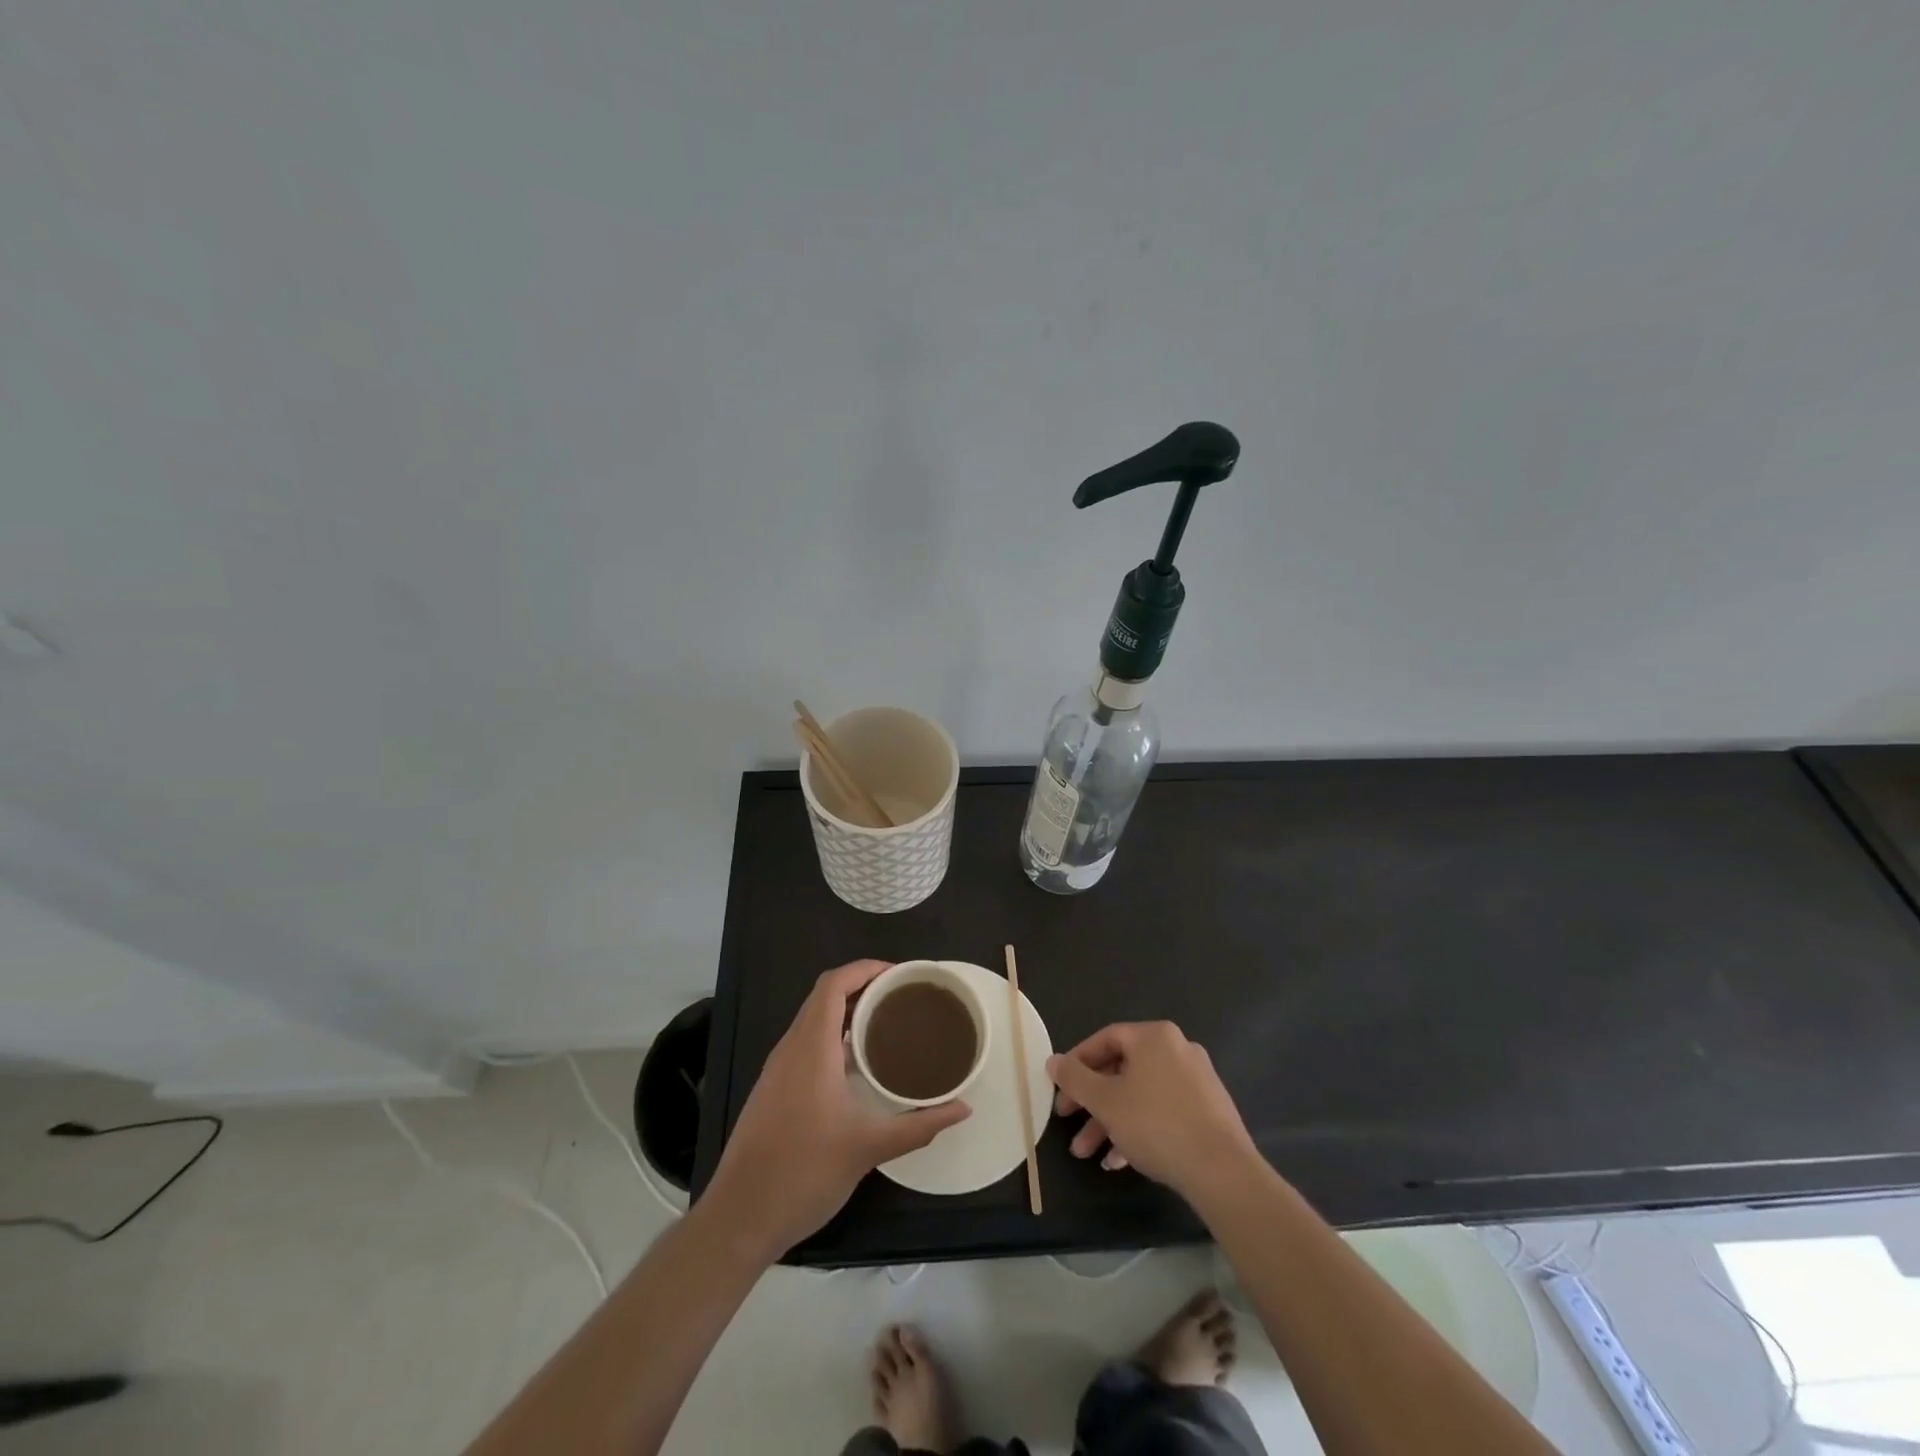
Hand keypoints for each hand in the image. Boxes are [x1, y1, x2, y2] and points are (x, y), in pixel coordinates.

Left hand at [705, 960, 970, 1258]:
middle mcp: (790, 1049)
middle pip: (823, 997)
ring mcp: (777, 1070)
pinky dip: (832, 1037)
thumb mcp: (868, 1148)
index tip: (900, 975)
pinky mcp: (772, 1090)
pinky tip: (856, 1064)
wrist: (739, 1218)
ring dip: (846, 1012)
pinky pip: (805, 1044)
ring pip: (812, 1021)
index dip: (865, 969)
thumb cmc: (803, 1173)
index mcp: (811, 1048)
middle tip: (902, 997)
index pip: (833, 984)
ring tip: (886, 1024)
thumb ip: (918, 1125)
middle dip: (862, 987)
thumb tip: (963, 1107)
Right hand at [1048, 1021, 1258, 1200]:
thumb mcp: (1105, 1101)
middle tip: (1068, 1122)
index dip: (1077, 1062)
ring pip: (1140, 1095)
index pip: (1105, 1038)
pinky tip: (1119, 1161)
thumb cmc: (1156, 1124)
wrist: (1222, 1171)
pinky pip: (1162, 1112)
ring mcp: (1196, 1081)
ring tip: (1088, 1154)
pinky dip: (1138, 1130)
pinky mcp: (1207, 1112)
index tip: (1060, 1087)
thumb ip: (1075, 1078)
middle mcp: (1177, 1050)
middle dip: (1091, 1101)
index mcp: (1154, 1037)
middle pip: (1122, 1070)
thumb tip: (1053, 1060)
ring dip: (1110, 1122)